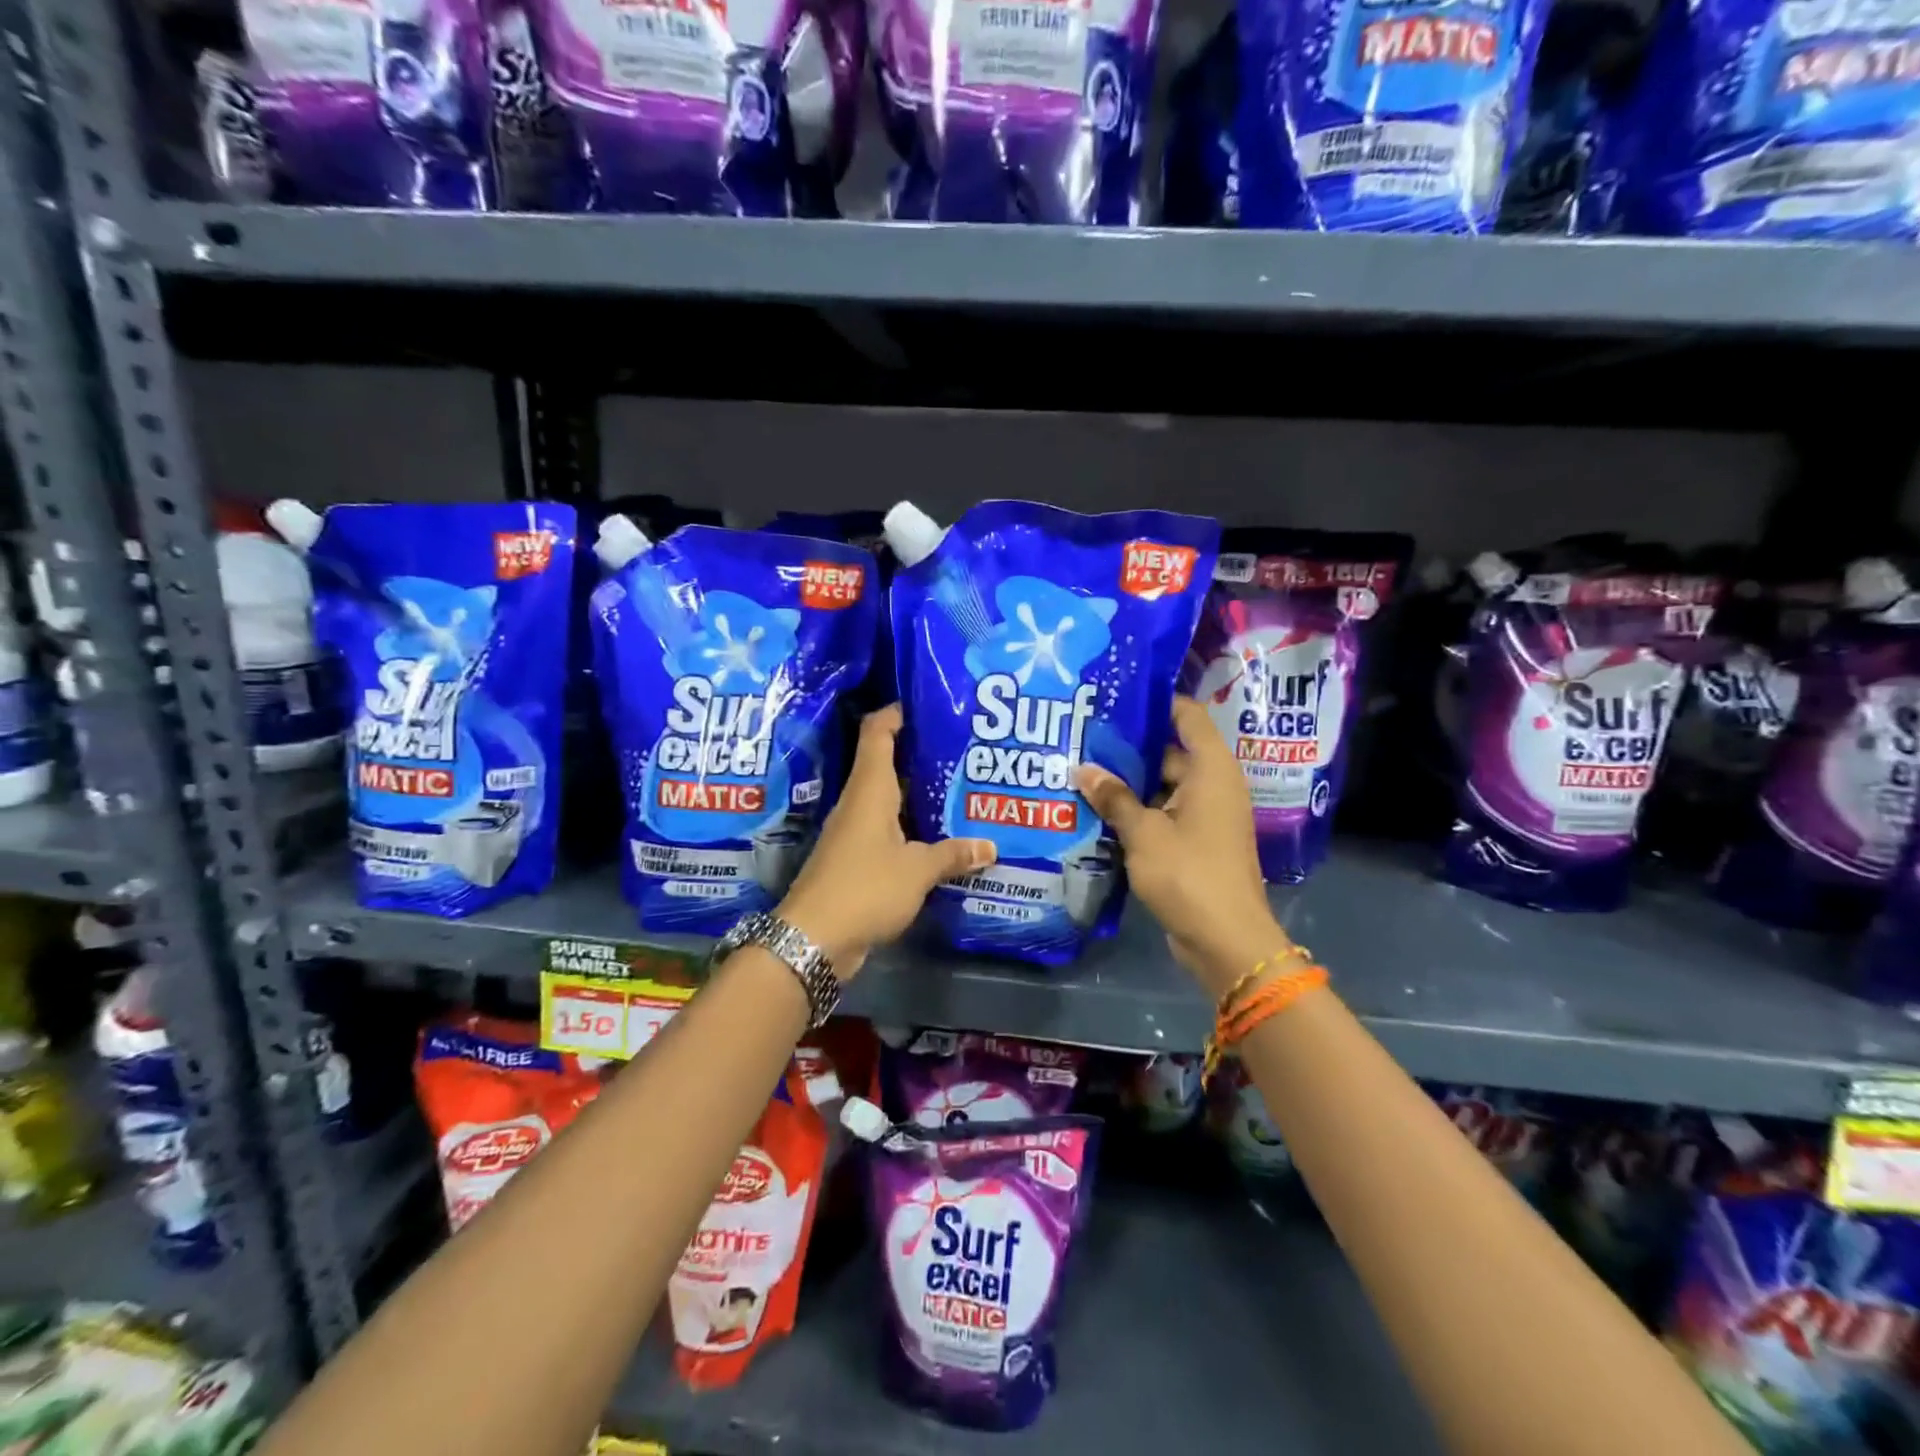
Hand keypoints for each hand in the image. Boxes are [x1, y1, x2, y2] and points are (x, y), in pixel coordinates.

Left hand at [779, 705, 995, 978]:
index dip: (897, 713)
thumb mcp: (917, 870)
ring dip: (919, 795)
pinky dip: (913, 829)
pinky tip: (940, 838)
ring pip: (890, 801)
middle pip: (887, 764)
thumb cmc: (865, 888)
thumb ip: (952, 855)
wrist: (813, 939)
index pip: (878, 733)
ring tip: (959, 789)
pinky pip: (889, 832)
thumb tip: (990, 846)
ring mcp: (855, 833)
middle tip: (962, 750)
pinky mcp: (856, 861)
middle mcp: (860, 803)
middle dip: (921, 754)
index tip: (927, 704)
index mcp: (870, 790)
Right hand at [1075, 697, 1281, 992]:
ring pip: (1162, 785)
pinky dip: (1137, 811)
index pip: (1187, 715)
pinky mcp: (1195, 842)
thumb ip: (1113, 797)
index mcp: (1211, 769)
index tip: (1113, 697)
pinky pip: (1163, 813)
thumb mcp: (1143, 832)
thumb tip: (1083, 770)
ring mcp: (1205, 815)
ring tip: (1082, 772)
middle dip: (1128, 747)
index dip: (1154, 701)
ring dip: (1128, 783)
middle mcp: (1213, 785)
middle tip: (1083, 737)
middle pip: (1170, 750)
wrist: (1226, 940)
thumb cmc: (1189, 874)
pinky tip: (1098, 811)